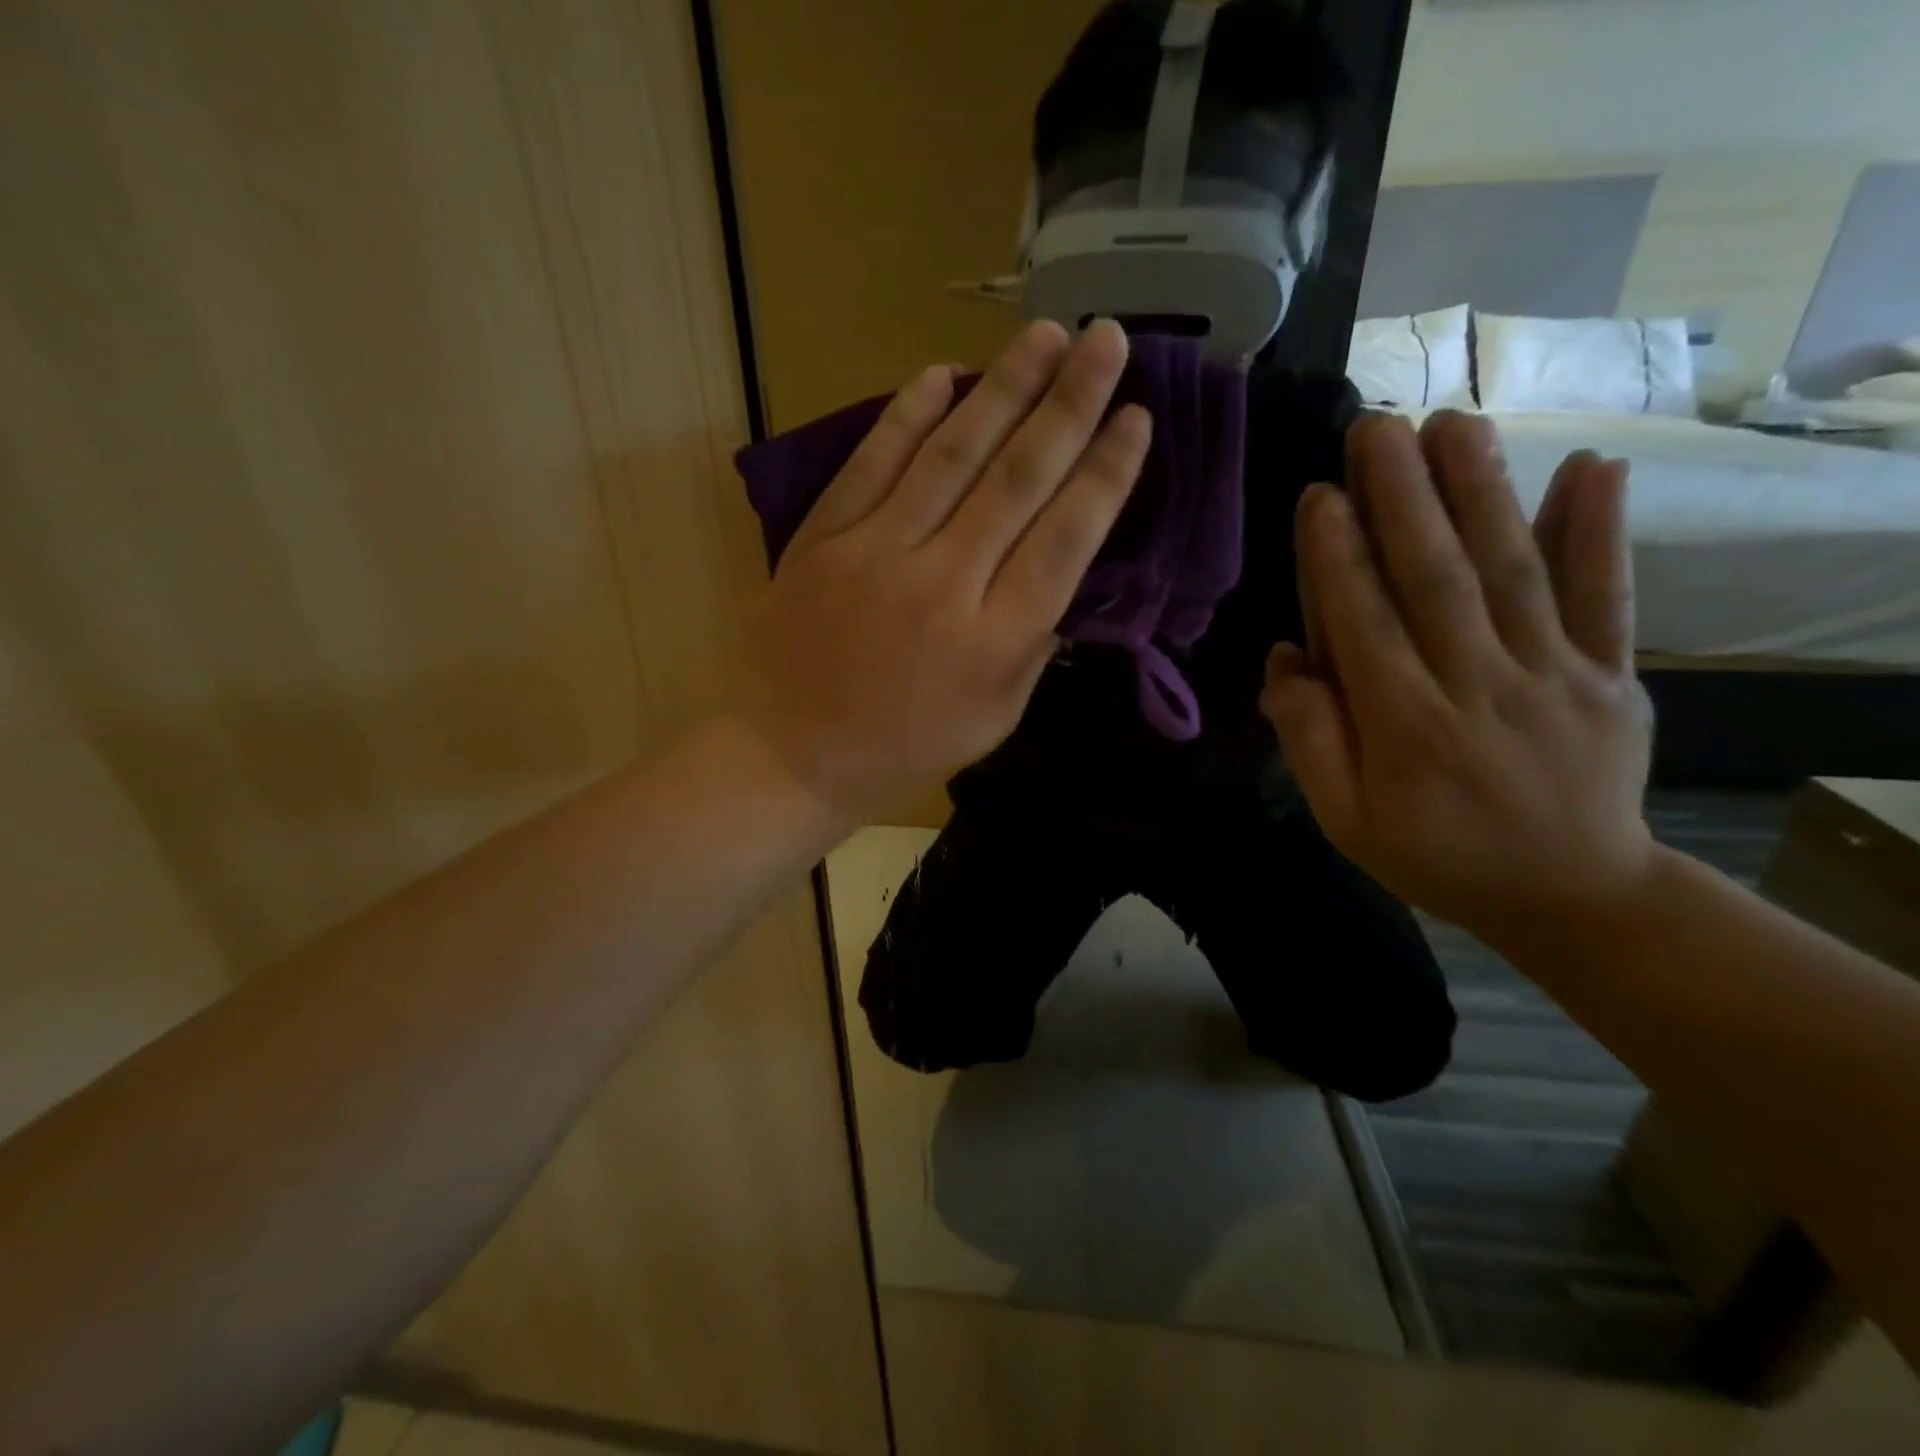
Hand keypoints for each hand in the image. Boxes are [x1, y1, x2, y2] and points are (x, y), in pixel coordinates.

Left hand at [739, 319, 1151, 821]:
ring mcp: (876, 552)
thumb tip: (1062, 570)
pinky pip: (873, 462)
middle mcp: (945, 583)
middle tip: (1110, 339)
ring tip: (1046, 335)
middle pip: (1018, 478)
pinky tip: (942, 373)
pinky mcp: (824, 538)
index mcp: (995, 639)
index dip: (1106, 473)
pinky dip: (908, 415)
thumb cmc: (904, 749)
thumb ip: (1033, 645)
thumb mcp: (994, 719)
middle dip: (1071, 404)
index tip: (1137, 417)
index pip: (1066, 537)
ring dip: (1003, 389)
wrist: (791, 754)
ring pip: (951, 455)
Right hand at [1261, 411, 1655, 947]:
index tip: (1321, 494)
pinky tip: (1590, 467)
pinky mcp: (1611, 672)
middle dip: (1402, 498)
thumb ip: (1310, 742)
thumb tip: (1286, 661)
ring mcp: (1554, 675)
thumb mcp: (1346, 820)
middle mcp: (1479, 688)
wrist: (1572, 894)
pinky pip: (1605, 596)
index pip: (1364, 626)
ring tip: (1451, 423)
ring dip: (1481, 491)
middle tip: (1375, 427)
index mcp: (1406, 730)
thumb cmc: (1436, 856)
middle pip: (1436, 580)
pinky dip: (1599, 531)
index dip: (1338, 558)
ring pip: (1512, 571)